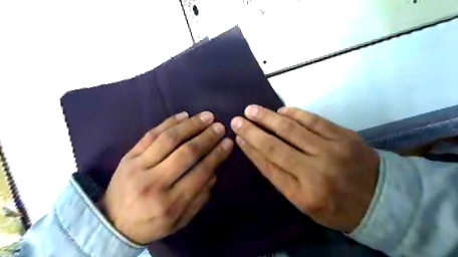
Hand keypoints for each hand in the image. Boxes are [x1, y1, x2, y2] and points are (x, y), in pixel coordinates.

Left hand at [96, 112, 232, 243]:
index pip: (200, 172)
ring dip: (191, 125)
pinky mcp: (128, 156)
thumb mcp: (181, 220)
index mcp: (169, 203)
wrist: (112, 223)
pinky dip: (169, 122)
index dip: (216, 155)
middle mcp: (154, 183)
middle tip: (220, 127)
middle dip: (206, 137)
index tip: (228, 142)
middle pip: (186, 153)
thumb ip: (200, 198)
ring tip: (206, 116)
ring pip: (168, 139)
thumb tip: (214, 171)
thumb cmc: (152, 223)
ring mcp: (138, 166)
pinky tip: (184, 115)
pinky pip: (151, 134)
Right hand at [233, 105, 379, 231]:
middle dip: (253, 131)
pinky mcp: (344, 136)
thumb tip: (259, 151)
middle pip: (275, 146)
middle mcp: (315, 172)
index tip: (238, 137)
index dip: (251, 149)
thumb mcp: (304, 202)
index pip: (268, 166)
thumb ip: (282, 178)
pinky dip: (295, 113)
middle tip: (238, 119)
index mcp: (303, 194)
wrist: (381, 200)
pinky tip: (281, 110)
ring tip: (253, 110)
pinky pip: (314, 120)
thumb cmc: (336, 206)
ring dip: (269, 118)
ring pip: (292, 129)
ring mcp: (331, 151)